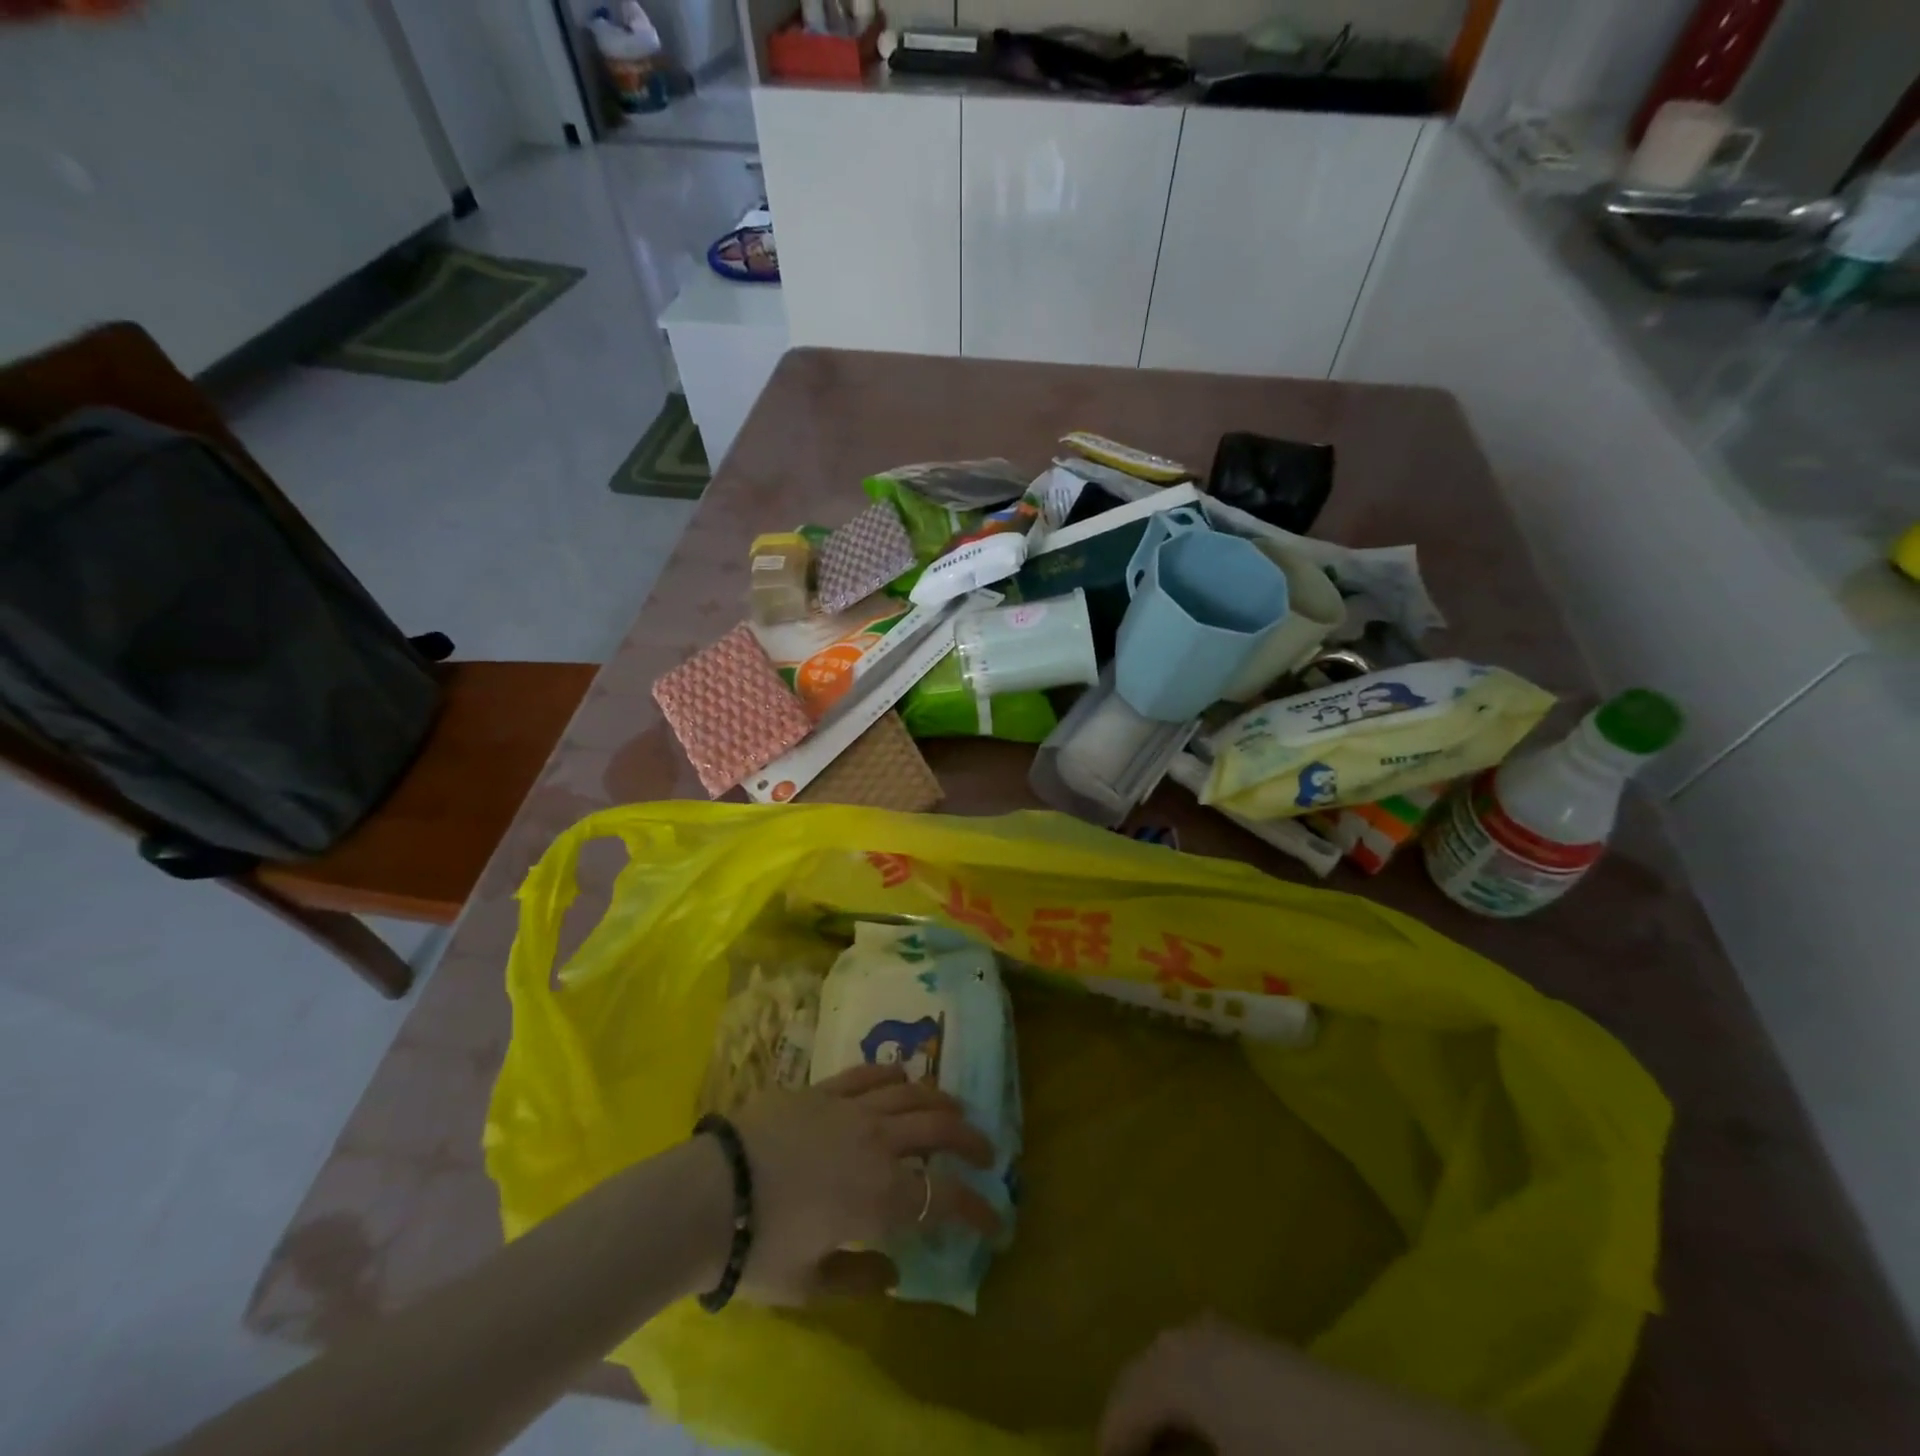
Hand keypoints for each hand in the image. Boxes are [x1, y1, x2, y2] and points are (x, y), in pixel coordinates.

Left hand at [727, 1063, 1001, 1304]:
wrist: (708, 1193)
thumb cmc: (758, 1248)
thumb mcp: (808, 1287)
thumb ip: (858, 1280)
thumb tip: (893, 1272)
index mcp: (880, 1198)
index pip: (945, 1199)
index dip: (978, 1210)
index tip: (996, 1220)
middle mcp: (877, 1144)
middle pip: (939, 1130)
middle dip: (971, 1141)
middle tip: (986, 1152)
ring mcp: (851, 1109)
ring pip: (911, 1094)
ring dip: (940, 1101)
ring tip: (954, 1109)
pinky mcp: (823, 1089)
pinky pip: (869, 1074)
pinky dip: (893, 1075)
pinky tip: (902, 1078)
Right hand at [1099, 1319, 1526, 1455]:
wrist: (1402, 1455)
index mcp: (1181, 1369)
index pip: (1123, 1407)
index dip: (1109, 1446)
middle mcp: (1198, 1338)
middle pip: (1145, 1375)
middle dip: (1133, 1425)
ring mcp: (1236, 1338)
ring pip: (1176, 1366)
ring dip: (1163, 1412)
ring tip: (1165, 1455)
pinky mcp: (1269, 1350)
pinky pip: (1208, 1364)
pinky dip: (1194, 1400)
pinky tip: (1209, 1439)